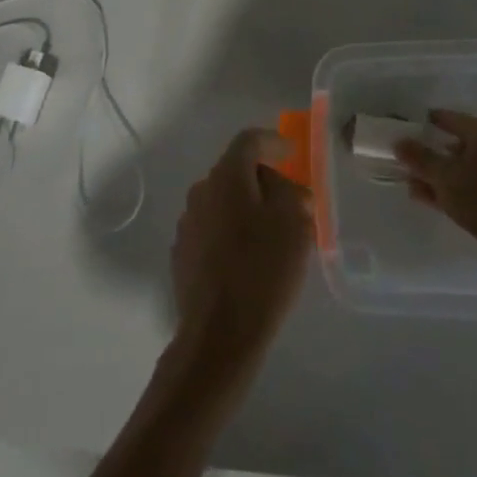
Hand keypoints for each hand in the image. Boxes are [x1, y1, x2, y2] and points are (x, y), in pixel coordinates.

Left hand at [170, 128, 313, 373]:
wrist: (218, 335)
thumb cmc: (262, 271)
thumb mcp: (294, 224)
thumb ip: (292, 193)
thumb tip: (284, 187)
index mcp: (226, 177)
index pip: (249, 140)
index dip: (273, 141)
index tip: (292, 152)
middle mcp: (201, 191)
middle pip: (236, 171)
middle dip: (265, 181)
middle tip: (292, 203)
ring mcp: (187, 223)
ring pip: (224, 202)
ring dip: (248, 209)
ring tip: (273, 236)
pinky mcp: (182, 253)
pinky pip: (213, 229)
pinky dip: (233, 232)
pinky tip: (249, 260)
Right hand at [396, 109, 476, 249]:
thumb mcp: (442, 175)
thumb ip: (418, 157)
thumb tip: (398, 142)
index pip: (454, 119)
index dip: (432, 120)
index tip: (413, 124)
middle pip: (459, 146)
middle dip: (432, 155)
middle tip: (410, 160)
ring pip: (465, 170)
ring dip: (439, 176)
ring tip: (413, 185)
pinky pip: (473, 188)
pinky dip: (453, 190)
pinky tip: (430, 199)